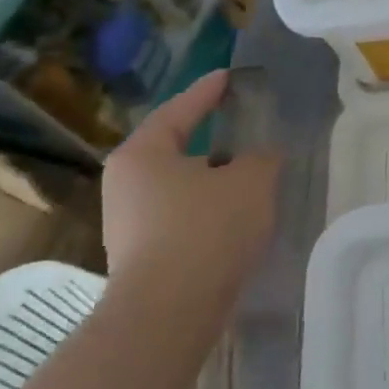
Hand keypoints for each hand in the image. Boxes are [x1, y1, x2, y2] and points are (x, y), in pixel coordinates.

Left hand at [101, 71, 280, 347]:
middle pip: (177, 150)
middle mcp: (127, 184)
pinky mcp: (144, 255)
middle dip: (214, 141)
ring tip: (253, 174)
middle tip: (247, 127)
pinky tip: (240, 216)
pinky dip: (211, 210)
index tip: (229, 77)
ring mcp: (130, 223)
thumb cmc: (207, 228)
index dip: (209, 91)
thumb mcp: (251, 179)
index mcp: (142, 154)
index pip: (180, 110)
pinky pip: (184, 216)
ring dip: (216, 180)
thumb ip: (261, 158)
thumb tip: (259, 157)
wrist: (170, 311)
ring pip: (183, 187)